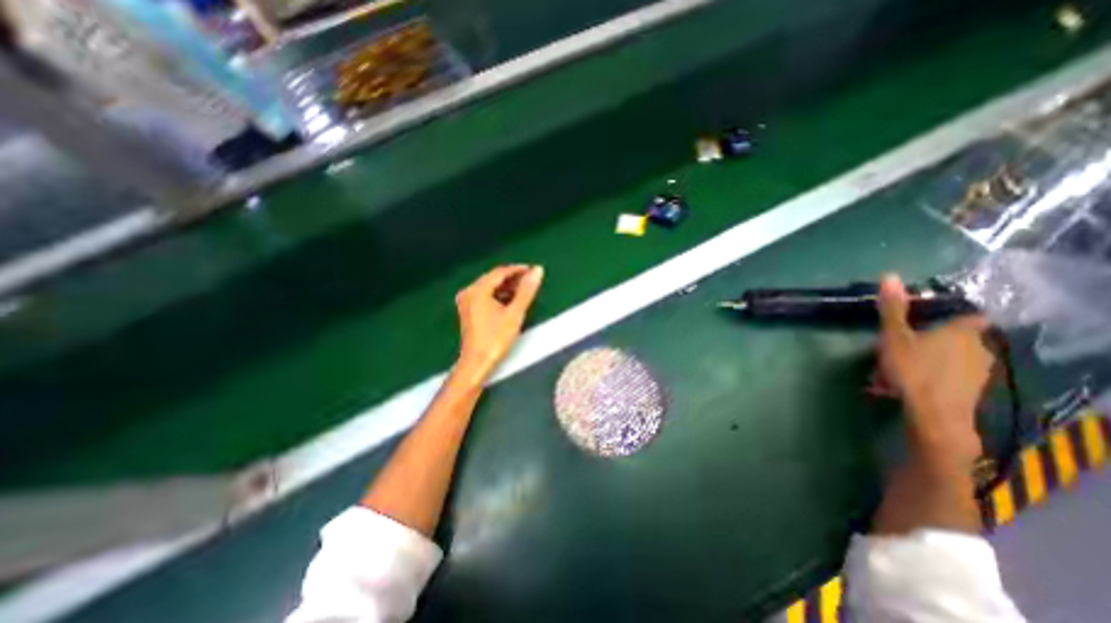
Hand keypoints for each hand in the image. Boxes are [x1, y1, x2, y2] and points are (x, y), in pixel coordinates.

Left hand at [454, 263, 544, 380]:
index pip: (500, 272)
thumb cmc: (496, 338)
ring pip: (490, 287)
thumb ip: (527, 290)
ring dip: (507, 288)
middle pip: (494, 278)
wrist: (477, 363)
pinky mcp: (468, 311)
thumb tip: (538, 271)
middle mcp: (469, 292)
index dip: (518, 269)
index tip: (533, 271)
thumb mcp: (515, 313)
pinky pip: (485, 296)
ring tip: (524, 292)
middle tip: (531, 281)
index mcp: (478, 289)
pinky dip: (499, 296)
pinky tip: (510, 302)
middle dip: (513, 279)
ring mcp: (467, 302)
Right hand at [882, 273, 993, 460]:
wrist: (934, 415)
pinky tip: (900, 387)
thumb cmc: (913, 369)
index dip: (955, 316)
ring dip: (922, 362)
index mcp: (961, 333)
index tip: (932, 319)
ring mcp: (978, 373)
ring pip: (948, 361)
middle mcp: (977, 349)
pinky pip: (946, 378)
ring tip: (891, 373)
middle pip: (953, 340)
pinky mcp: (971, 392)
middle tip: (895, 350)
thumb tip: (889, 275)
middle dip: (926, 343)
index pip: (969, 317)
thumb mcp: (894, 336)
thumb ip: (893, 308)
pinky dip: (925, 378)